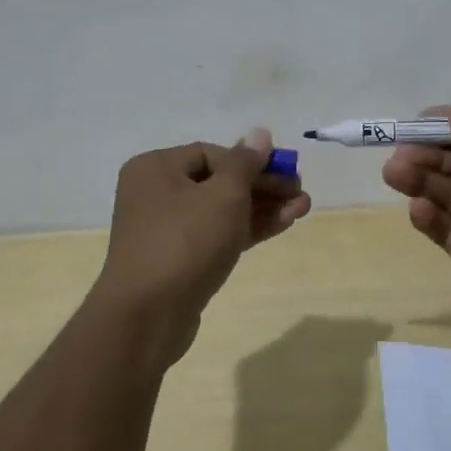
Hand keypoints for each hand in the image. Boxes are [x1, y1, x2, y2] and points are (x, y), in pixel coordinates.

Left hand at [93, 128, 310, 367]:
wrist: (146, 318)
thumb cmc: (184, 243)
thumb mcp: (223, 195)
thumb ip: (245, 163)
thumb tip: (259, 133)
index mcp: (155, 168)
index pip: (213, 153)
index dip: (252, 161)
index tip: (285, 173)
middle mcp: (155, 193)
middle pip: (219, 181)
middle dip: (263, 186)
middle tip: (300, 193)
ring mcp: (166, 229)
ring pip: (222, 210)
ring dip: (262, 208)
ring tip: (303, 208)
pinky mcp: (178, 260)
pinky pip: (217, 235)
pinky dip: (247, 229)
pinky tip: (282, 224)